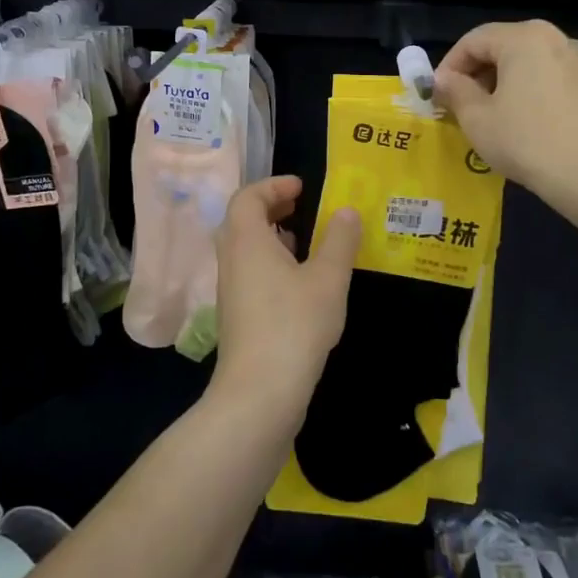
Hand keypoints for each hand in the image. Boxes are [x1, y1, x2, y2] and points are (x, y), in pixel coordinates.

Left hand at [212, 176, 361, 423]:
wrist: (259, 392)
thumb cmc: (294, 325)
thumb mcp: (328, 278)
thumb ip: (339, 241)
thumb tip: (347, 211)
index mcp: (247, 240)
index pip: (248, 196)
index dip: (273, 185)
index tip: (302, 187)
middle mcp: (231, 259)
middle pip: (241, 219)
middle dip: (271, 207)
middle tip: (300, 205)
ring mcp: (230, 289)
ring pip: (244, 248)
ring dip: (270, 235)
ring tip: (303, 240)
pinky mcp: (236, 315)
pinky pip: (249, 272)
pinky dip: (269, 262)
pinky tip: (298, 282)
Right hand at [433, 20, 577, 208]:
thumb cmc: (528, 142)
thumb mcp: (478, 120)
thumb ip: (456, 92)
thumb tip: (444, 79)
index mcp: (525, 38)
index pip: (474, 40)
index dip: (449, 65)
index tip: (437, 94)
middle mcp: (558, 39)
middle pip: (506, 47)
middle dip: (479, 74)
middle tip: (463, 106)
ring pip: (533, 65)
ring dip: (508, 85)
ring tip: (496, 118)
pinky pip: (557, 82)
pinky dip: (536, 95)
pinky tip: (532, 128)